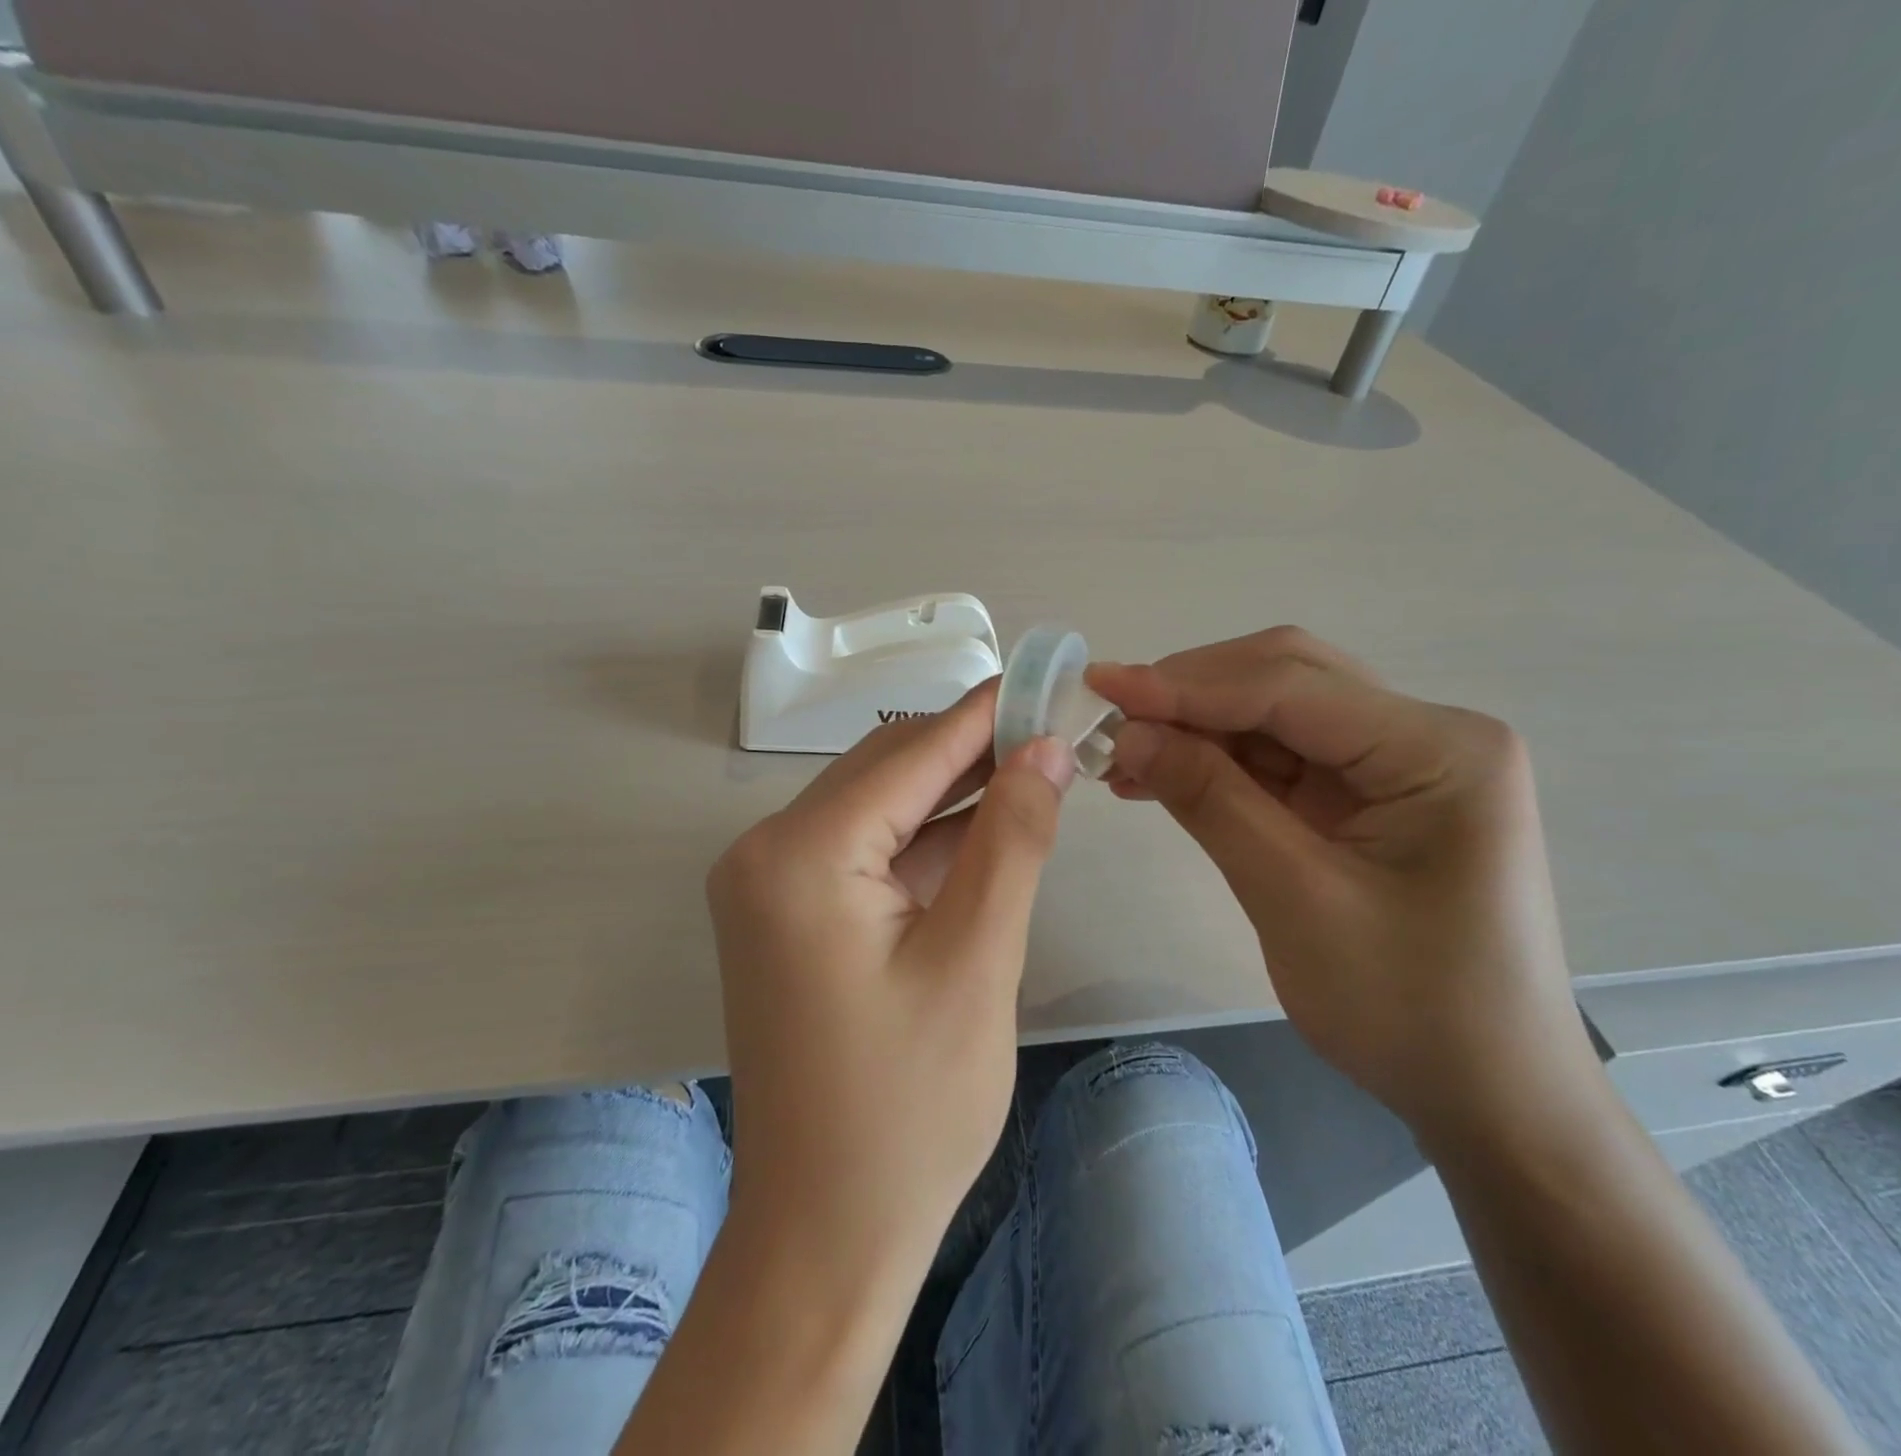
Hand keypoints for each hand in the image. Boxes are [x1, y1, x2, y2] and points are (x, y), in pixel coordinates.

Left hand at [706, 683, 1074, 1280]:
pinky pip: (865, 853)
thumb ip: (1012, 839)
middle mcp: (766, 854)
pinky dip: (924, 842)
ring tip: (1033, 774)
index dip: (986, 715)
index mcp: (800, 856)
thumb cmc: (908, 1109)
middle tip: (1053, 735)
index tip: (1045, 680)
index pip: (910, 754)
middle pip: (886, 771)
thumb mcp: (978, 960)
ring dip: (952, 796)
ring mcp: (770, 887)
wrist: (826, 1234)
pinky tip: (985, 833)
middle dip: (971, 752)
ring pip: (877, 809)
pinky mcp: (787, 918)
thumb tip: (1047, 749)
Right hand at [1086, 629, 1592, 1139]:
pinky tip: (1160, 776)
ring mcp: (1396, 763)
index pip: (1292, 686)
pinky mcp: (1367, 795)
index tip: (1103, 687)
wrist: (1486, 1093)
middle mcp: (1424, 734)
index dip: (1187, 685)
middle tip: (1109, 717)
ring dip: (1195, 728)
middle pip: (1286, 680)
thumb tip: (1128, 733)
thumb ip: (1210, 801)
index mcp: (1438, 749)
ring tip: (1120, 753)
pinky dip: (1216, 763)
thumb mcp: (1295, 898)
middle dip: (1191, 694)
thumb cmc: (1408, 1007)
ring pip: (1274, 714)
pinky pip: (1278, 758)